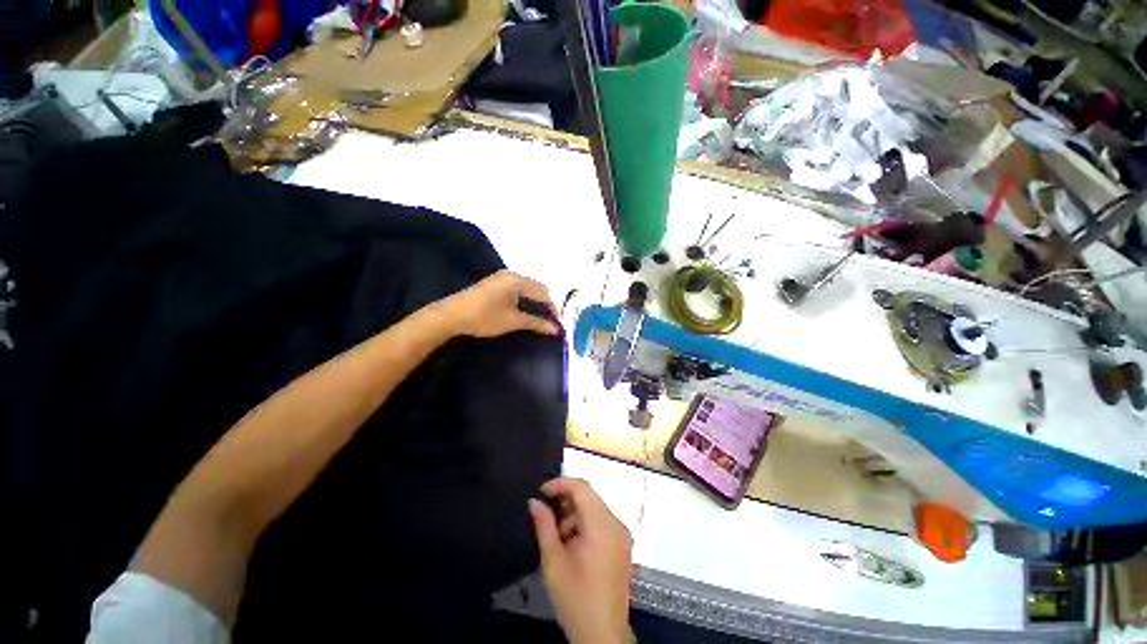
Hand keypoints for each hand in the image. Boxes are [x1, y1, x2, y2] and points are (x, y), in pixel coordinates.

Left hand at [436, 271, 559, 337]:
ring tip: (543, 317)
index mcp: (518, 280)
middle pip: (537, 288)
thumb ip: (536, 323)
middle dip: (547, 304)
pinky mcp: (495, 284)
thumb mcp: (513, 321)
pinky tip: (527, 310)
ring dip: (536, 302)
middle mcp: (512, 275)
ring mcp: (502, 278)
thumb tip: (555, 329)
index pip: (544, 293)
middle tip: (553, 321)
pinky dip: (526, 300)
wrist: (452, 316)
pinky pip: (518, 289)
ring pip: (528, 288)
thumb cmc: (485, 317)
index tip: (560, 324)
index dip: (554, 309)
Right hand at [529, 478, 632, 643]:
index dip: (560, 484)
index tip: (541, 492)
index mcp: (601, 524)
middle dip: (566, 501)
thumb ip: (544, 526)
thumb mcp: (553, 561)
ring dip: (575, 514)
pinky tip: (572, 544)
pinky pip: (602, 521)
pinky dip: (585, 524)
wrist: (603, 635)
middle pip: (589, 496)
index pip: (581, 487)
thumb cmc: (575, 598)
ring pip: (595, 508)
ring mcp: (622, 534)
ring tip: (558, 536)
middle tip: (546, 514)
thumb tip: (534, 501)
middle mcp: (616, 523)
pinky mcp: (623, 545)